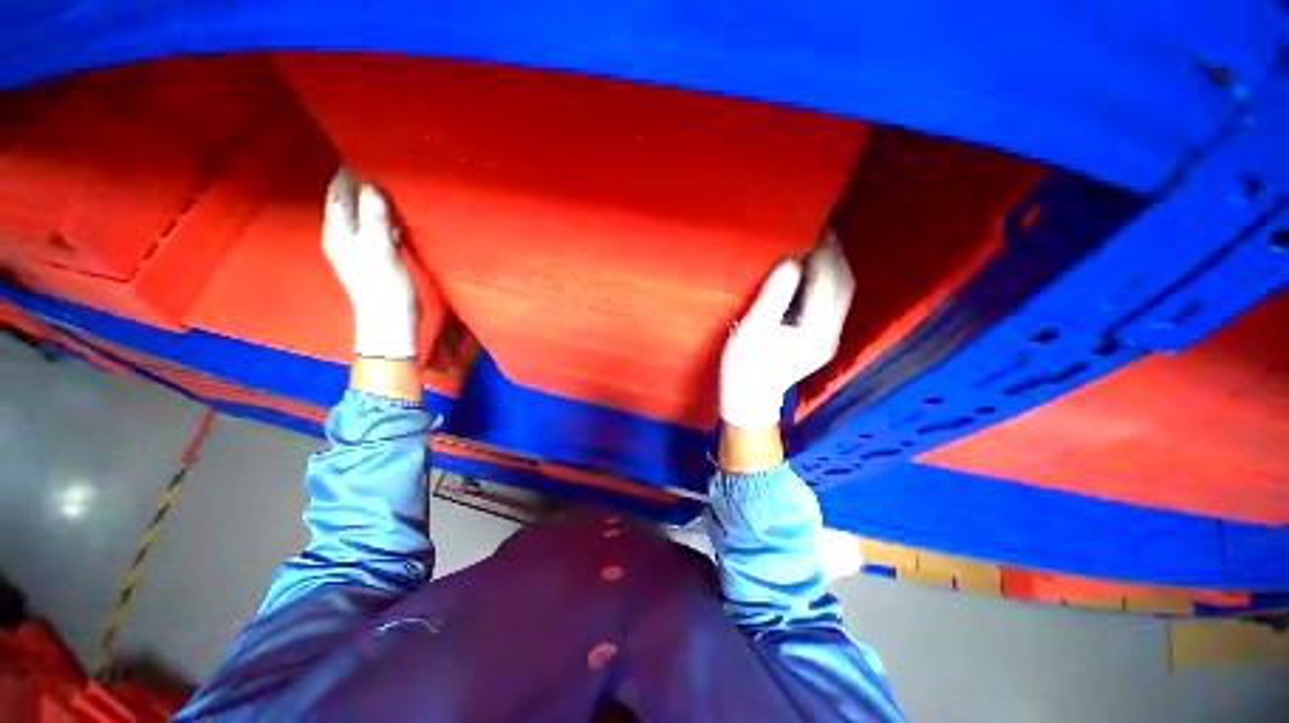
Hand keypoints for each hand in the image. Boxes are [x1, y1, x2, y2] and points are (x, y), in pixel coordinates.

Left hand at [323, 168, 418, 359]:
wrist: (390, 319)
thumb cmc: (384, 284)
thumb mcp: (380, 248)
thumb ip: (374, 217)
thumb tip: (372, 186)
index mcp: (338, 231)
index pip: (338, 193)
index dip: (348, 173)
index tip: (364, 154)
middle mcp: (342, 236)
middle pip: (347, 203)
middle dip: (360, 185)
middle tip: (382, 168)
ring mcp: (358, 249)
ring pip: (362, 216)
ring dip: (373, 202)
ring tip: (391, 188)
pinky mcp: (374, 258)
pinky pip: (375, 230)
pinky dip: (383, 220)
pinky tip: (396, 219)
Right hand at [719, 229, 854, 429]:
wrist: (750, 397)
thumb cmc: (744, 366)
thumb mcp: (752, 330)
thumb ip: (773, 296)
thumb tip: (791, 261)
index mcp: (815, 332)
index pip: (827, 282)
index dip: (822, 251)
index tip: (809, 225)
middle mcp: (831, 333)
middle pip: (843, 283)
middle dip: (832, 252)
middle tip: (814, 227)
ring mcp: (829, 336)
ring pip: (843, 290)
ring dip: (833, 263)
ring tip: (815, 241)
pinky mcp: (822, 337)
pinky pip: (834, 299)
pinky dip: (827, 277)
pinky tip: (813, 267)